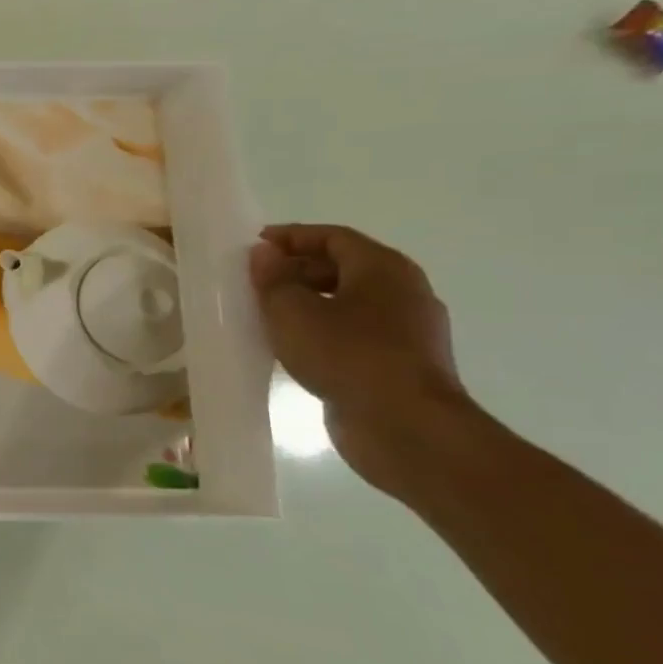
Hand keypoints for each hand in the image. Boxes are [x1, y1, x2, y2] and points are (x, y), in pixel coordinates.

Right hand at [249, 224, 469, 484]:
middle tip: (255, 281)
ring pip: (349, 302)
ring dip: (308, 302)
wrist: (405, 427)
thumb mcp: (292, 310)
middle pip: (344, 267)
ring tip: (267, 314)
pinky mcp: (401, 363)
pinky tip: (294, 346)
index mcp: (384, 269)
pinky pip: (355, 333)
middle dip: (298, 270)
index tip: (254, 246)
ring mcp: (408, 331)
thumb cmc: (346, 355)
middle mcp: (405, 292)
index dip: (292, 236)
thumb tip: (266, 254)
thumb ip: (273, 278)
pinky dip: (323, 330)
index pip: (334, 237)